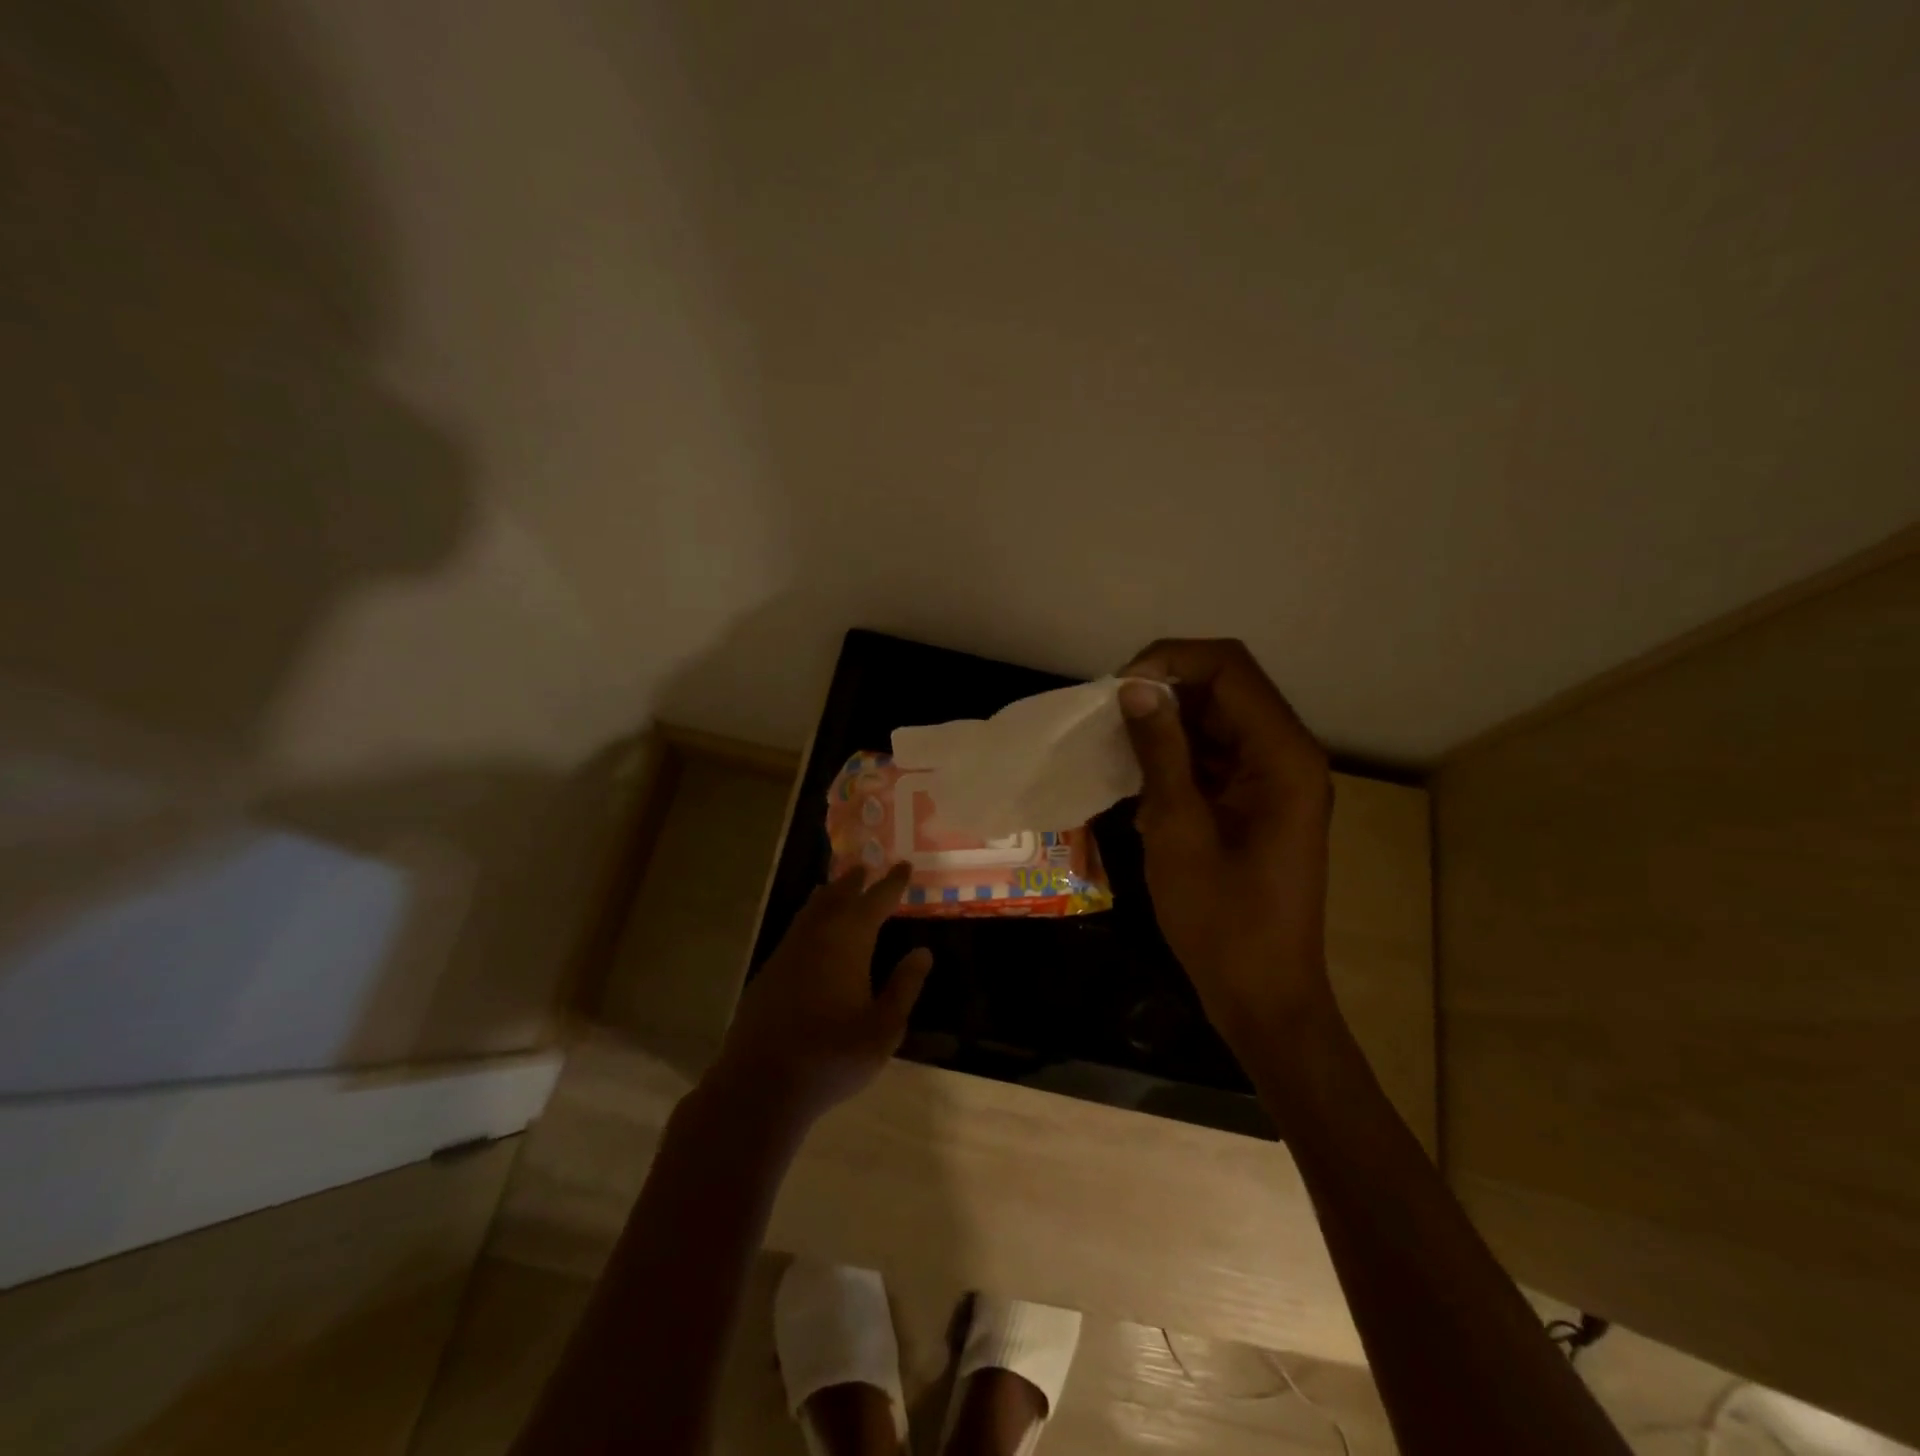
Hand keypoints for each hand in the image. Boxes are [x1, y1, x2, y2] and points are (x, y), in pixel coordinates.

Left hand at [711, 862, 931, 1125]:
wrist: (761, 1083)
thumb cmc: (832, 1056)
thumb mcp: (883, 1028)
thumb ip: (903, 987)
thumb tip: (922, 952)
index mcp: (848, 941)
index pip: (876, 901)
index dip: (892, 883)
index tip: (904, 865)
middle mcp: (816, 936)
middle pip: (837, 896)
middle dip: (855, 881)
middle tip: (867, 866)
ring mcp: (787, 952)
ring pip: (811, 910)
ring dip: (829, 895)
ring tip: (838, 887)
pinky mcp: (769, 972)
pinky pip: (796, 930)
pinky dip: (811, 918)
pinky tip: (812, 932)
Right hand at [1118, 639, 1336, 1042]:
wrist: (1262, 993)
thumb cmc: (1222, 919)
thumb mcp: (1178, 830)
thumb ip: (1160, 752)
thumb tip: (1134, 688)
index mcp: (1282, 755)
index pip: (1229, 667)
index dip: (1170, 660)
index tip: (1117, 690)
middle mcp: (1287, 754)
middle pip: (1226, 686)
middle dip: (1165, 689)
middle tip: (1108, 718)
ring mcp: (1275, 778)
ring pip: (1217, 718)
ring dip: (1167, 723)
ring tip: (1116, 747)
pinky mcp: (1259, 800)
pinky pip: (1216, 754)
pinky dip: (1177, 755)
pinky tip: (1140, 780)